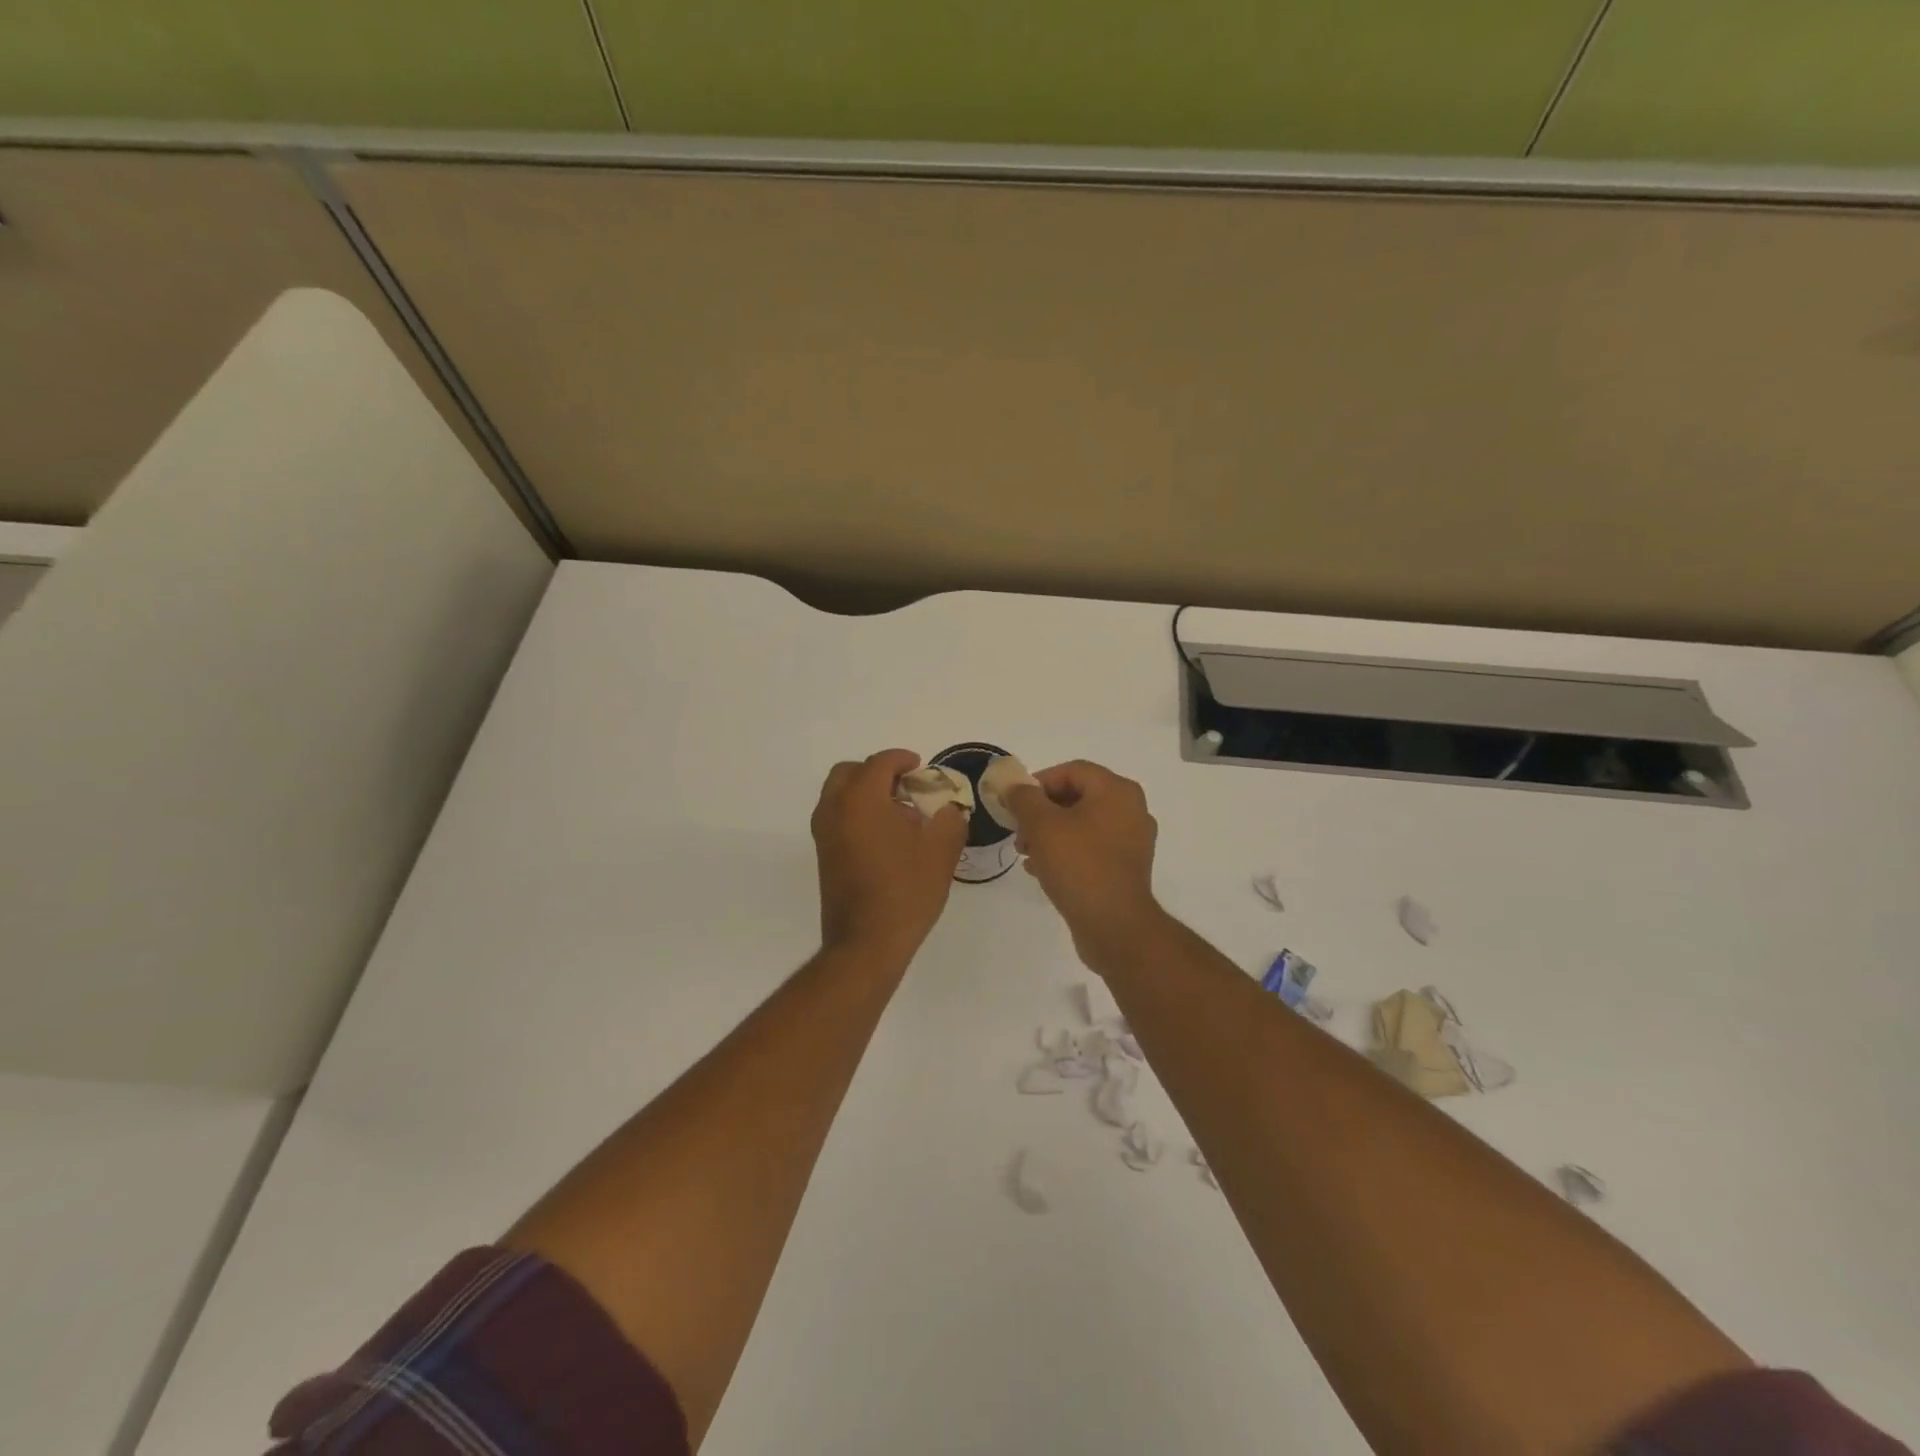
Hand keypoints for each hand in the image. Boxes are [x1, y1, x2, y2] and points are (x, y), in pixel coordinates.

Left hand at [811, 749, 967, 959]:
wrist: (866, 943)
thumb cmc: (906, 892)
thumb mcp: (940, 852)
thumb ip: (949, 819)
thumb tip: (948, 809)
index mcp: (861, 800)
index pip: (879, 763)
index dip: (902, 759)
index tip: (920, 767)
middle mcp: (835, 810)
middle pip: (850, 772)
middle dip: (877, 772)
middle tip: (905, 786)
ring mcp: (824, 834)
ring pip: (839, 795)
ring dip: (865, 792)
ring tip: (899, 813)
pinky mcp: (823, 855)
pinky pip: (837, 817)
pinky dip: (857, 812)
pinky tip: (886, 837)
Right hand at [1002, 761, 1165, 969]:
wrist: (1114, 926)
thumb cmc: (1079, 865)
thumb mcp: (1042, 825)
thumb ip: (1023, 798)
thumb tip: (1012, 785)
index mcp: (1117, 791)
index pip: (1071, 770)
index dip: (1038, 782)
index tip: (1015, 804)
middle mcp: (1131, 810)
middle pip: (1077, 797)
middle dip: (1041, 811)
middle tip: (1018, 832)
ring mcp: (1132, 841)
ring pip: (1082, 824)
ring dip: (1050, 833)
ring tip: (1025, 853)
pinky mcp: (1126, 868)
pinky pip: (1091, 848)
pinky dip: (1066, 852)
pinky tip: (1042, 870)